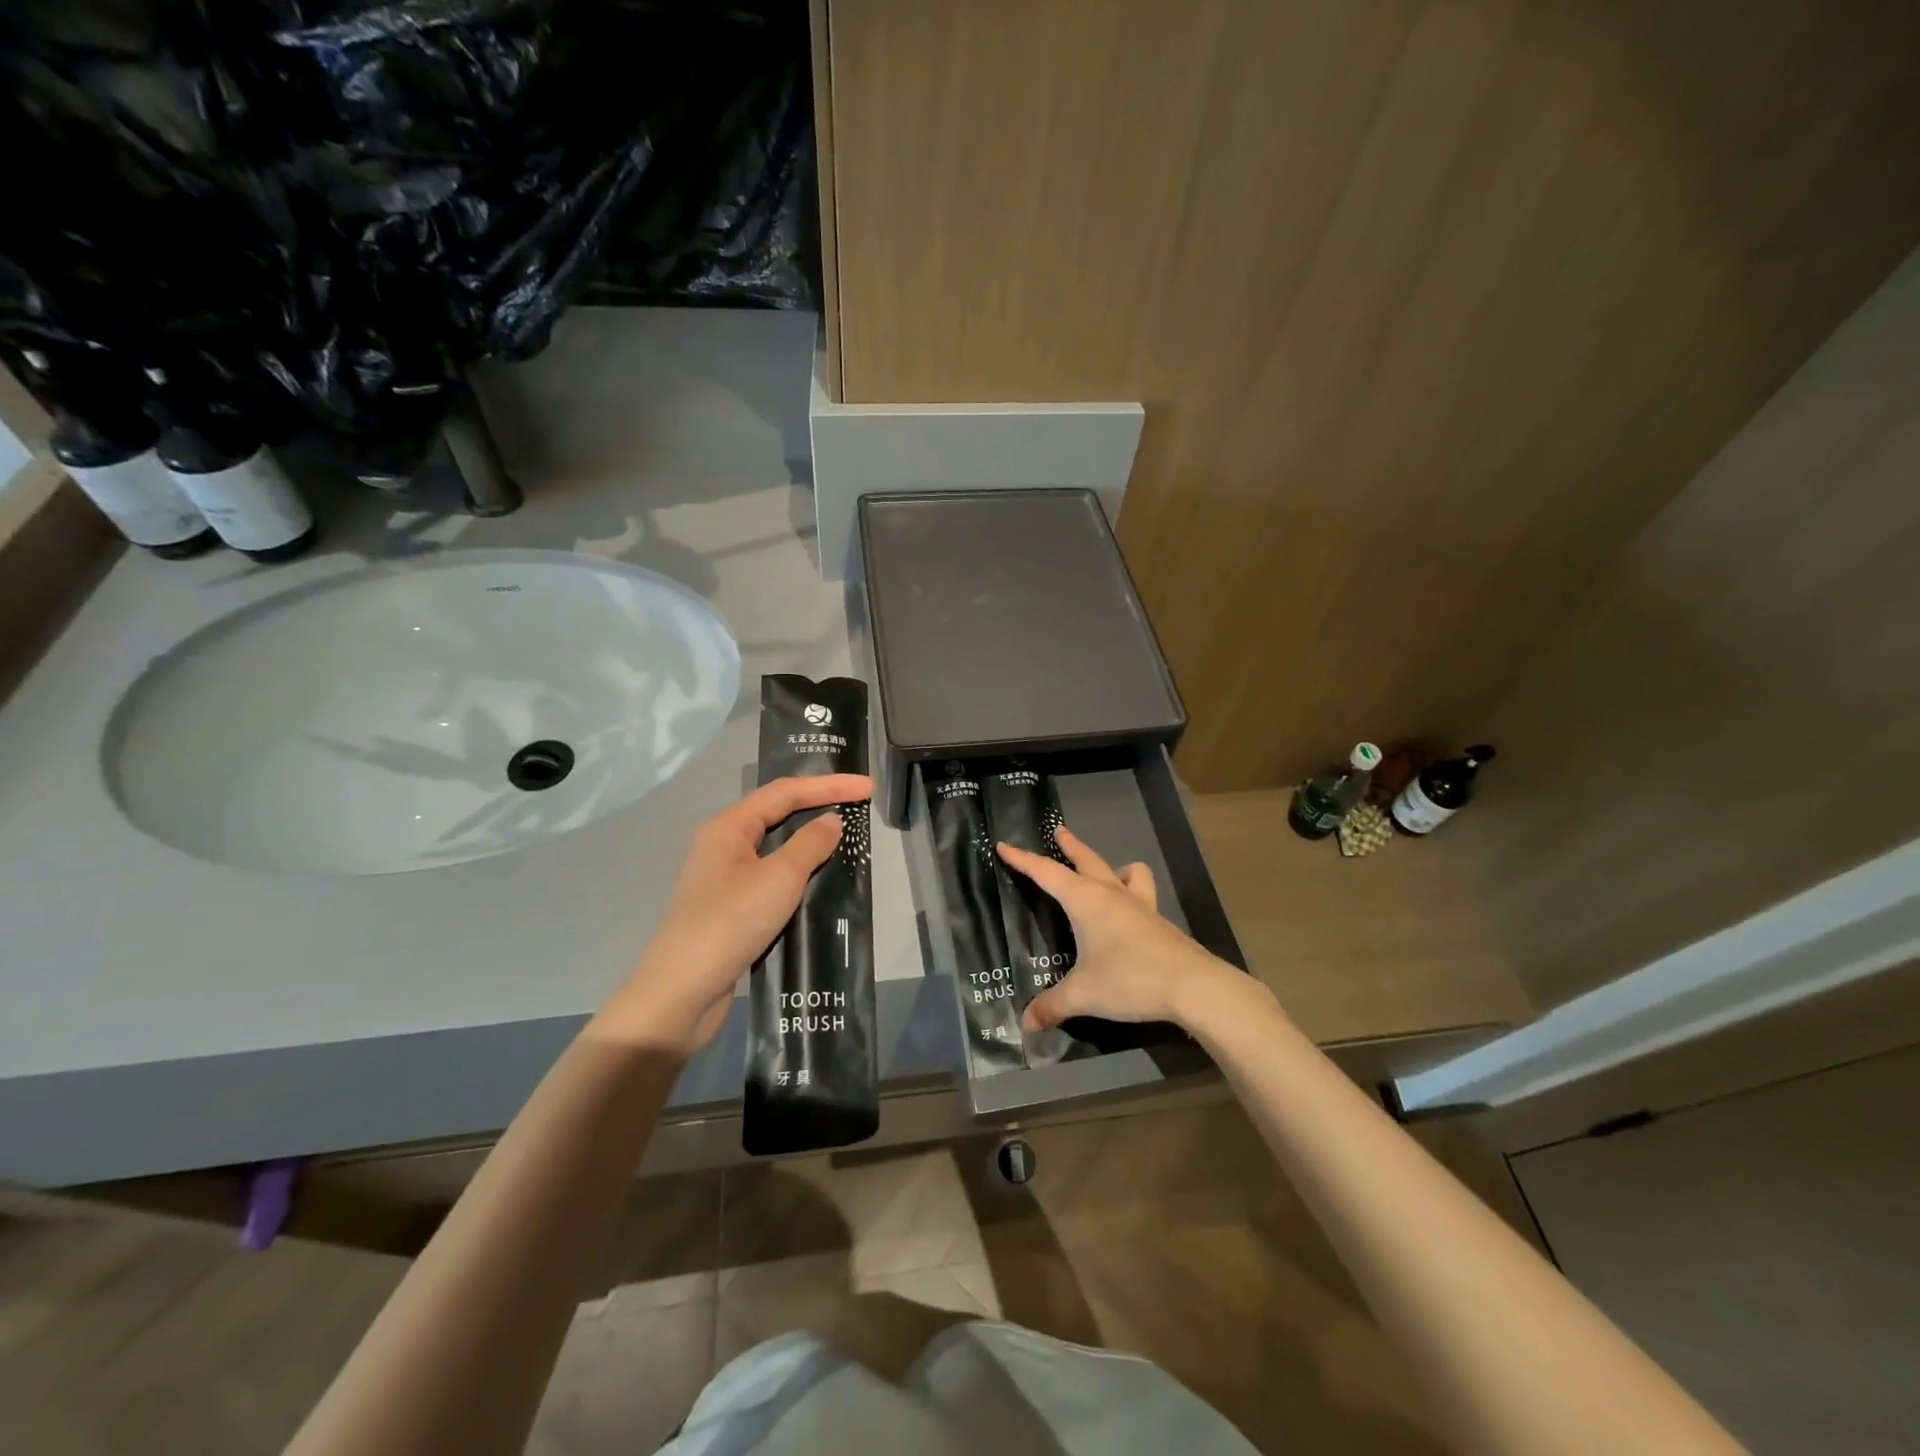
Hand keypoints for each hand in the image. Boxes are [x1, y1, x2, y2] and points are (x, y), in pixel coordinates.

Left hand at [596, 774, 873, 1053]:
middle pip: (778, 813)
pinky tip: (821, 880)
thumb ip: (810, 844)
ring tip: (847, 838)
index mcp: (729, 827)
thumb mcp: (779, 878)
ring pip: (776, 847)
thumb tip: (832, 820)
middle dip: (819, 804)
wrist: (682, 993)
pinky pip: (772, 877)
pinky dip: (800, 872)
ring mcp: (725, 878)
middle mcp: (724, 845)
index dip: (830, 785)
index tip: (868, 787)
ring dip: (810, 840)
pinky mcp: (732, 908)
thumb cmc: (731, 923)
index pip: (786, 792)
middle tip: (859, 804)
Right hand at [997, 825, 1260, 1032]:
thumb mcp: (1084, 995)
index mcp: (1086, 901)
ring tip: (1105, 875)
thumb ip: (1053, 1005)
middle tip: (1059, 831)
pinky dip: (1131, 895)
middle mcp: (1112, 895)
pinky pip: (1142, 896)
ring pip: (1126, 872)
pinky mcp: (1159, 923)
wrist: (1193, 986)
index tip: (1004, 846)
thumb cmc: (1130, 979)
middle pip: (1087, 860)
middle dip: (1070, 846)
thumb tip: (1026, 1023)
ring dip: (1112, 868)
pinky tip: (1129, 916)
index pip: (1047, 873)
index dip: (1023, 860)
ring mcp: (1141, 906)